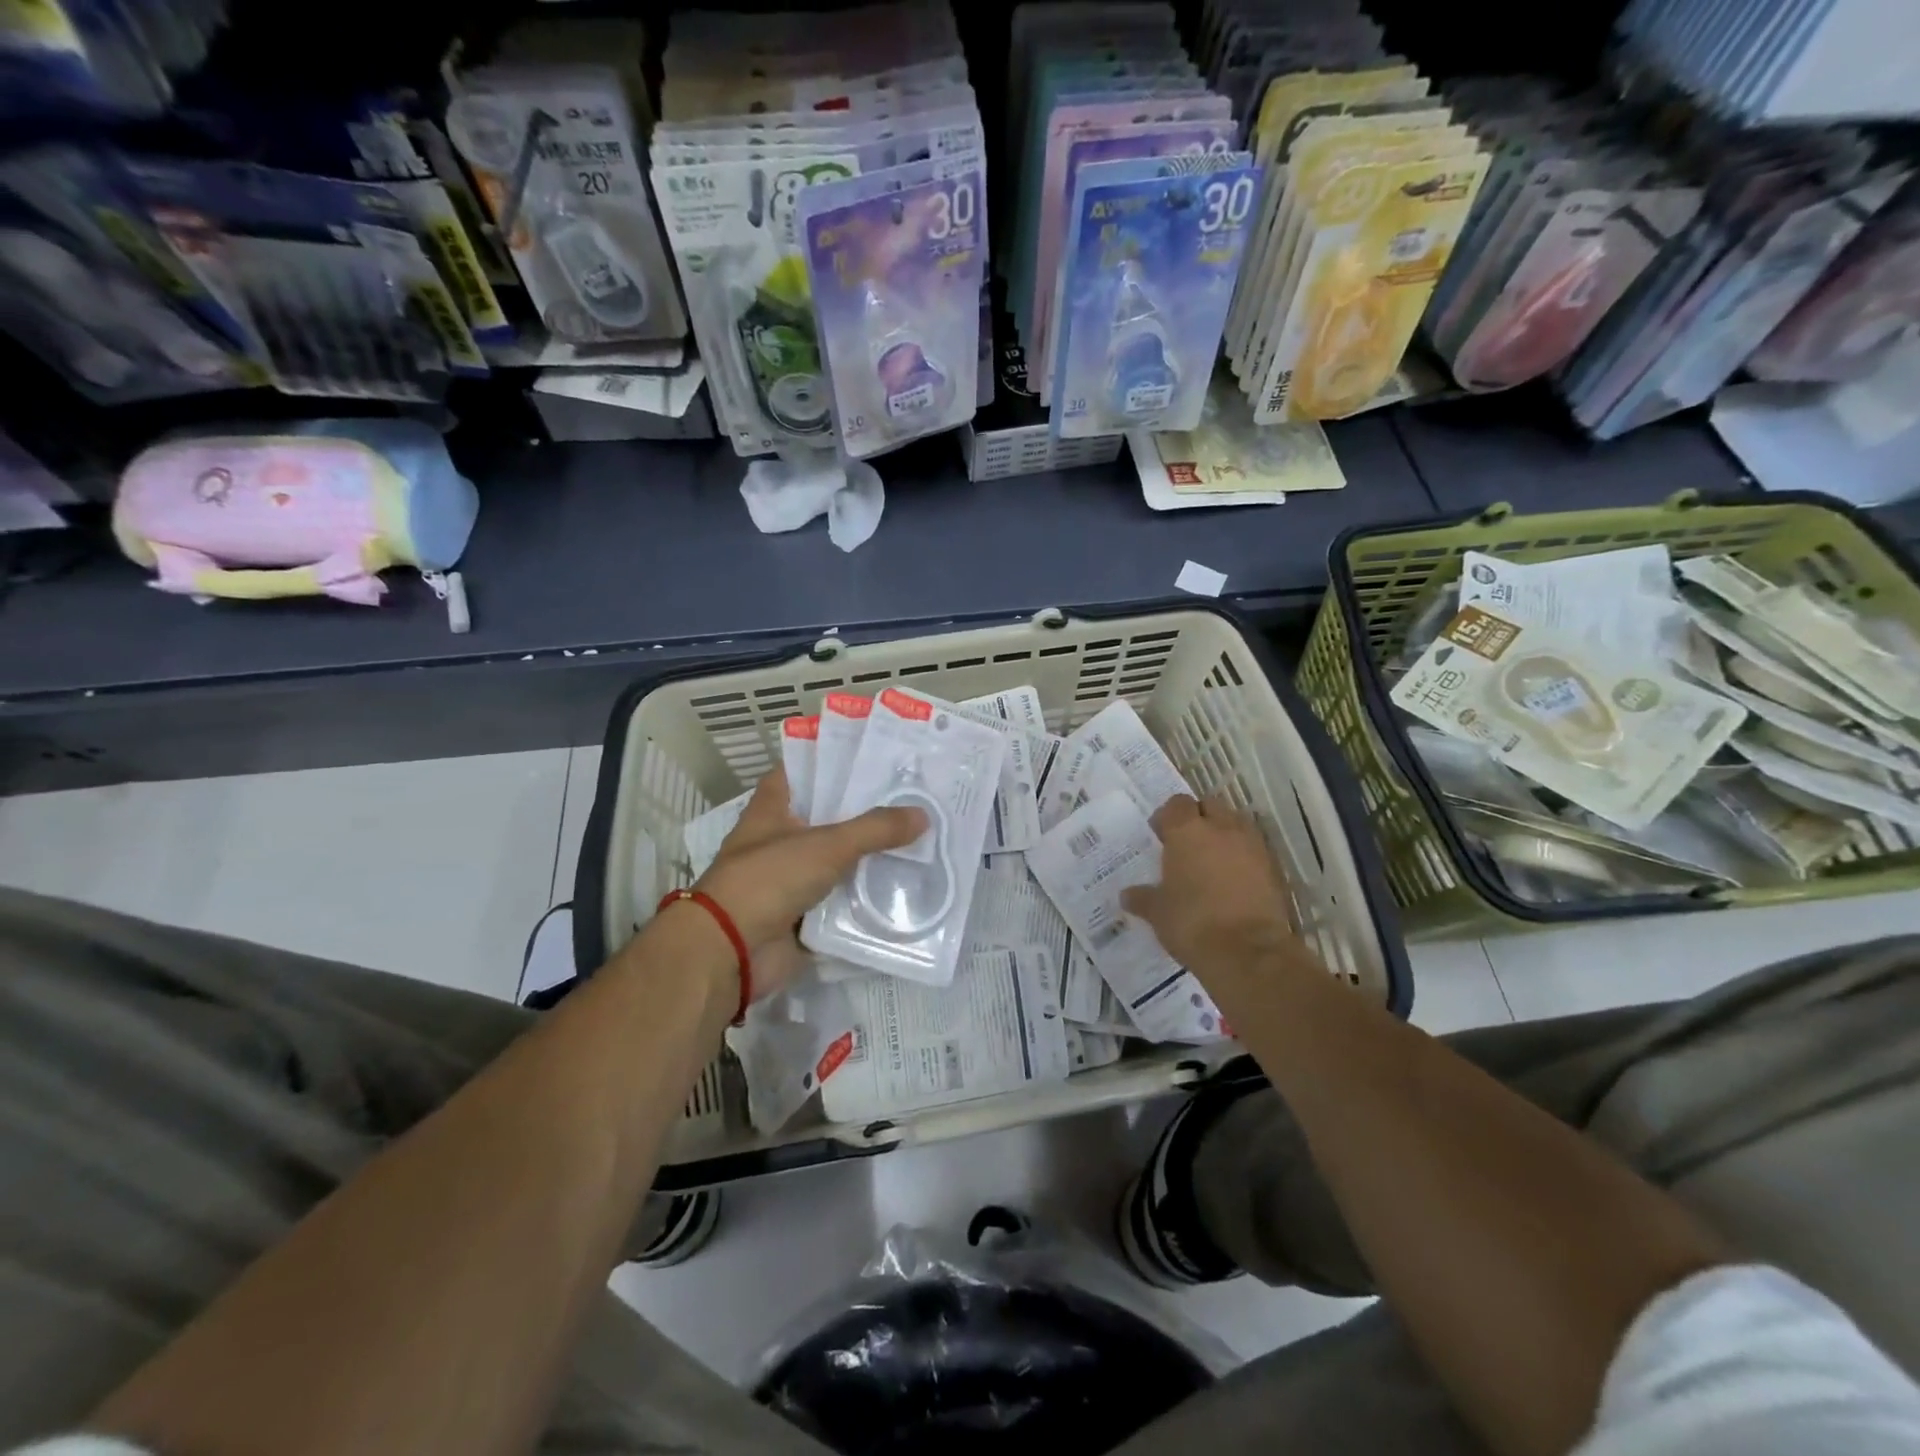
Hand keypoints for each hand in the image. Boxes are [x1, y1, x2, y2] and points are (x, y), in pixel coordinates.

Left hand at [687, 768, 924, 1001]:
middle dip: (865, 810)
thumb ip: (875, 829)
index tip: (872, 756)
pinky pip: (841, 900)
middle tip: (911, 798)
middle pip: (827, 816)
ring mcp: (790, 879)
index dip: (831, 760)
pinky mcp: (802, 914)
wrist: (731, 952)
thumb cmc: (769, 879)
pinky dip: (866, 897)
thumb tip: (923, 814)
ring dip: (869, 856)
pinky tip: (903, 886)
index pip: (801, 772)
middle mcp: (779, 839)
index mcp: (772, 809)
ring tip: (919, 839)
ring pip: (838, 860)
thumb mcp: (827, 845)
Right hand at [1121, 795, 1310, 991]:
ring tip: (1211, 860)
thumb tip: (1127, 895)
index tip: (1160, 835)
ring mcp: (1251, 846)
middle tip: (1186, 844)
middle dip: (1198, 818)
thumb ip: (1143, 898)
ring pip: (1235, 824)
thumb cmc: (1192, 923)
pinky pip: (1253, 850)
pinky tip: (1232, 880)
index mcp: (1187, 831)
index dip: (1167, 817)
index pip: (1176, 804)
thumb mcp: (1157, 913)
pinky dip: (1242, 857)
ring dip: (1223, 834)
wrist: (1248, 952)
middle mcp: (1221, 829)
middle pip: (1209, 806)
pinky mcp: (1273, 868)